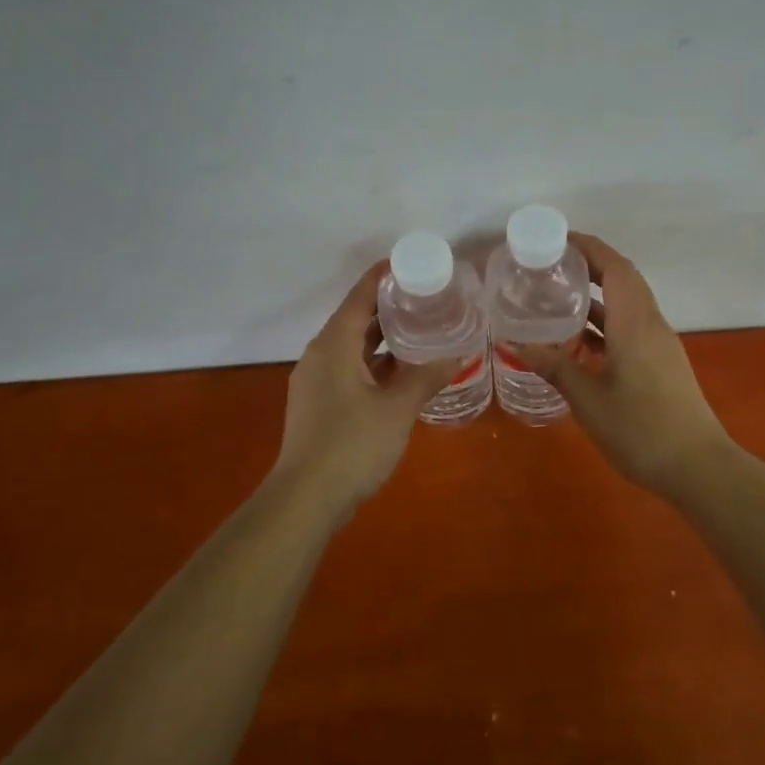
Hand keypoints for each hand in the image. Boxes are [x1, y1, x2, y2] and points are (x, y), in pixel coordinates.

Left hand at [272, 263, 458, 509]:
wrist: (305, 499)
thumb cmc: (352, 444)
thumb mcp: (397, 409)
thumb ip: (426, 378)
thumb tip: (458, 355)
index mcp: (334, 345)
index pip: (359, 296)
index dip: (383, 277)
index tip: (412, 265)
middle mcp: (320, 355)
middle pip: (355, 320)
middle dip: (389, 308)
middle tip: (427, 298)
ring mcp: (317, 381)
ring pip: (353, 348)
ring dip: (384, 339)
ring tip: (421, 331)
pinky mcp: (320, 404)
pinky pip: (350, 370)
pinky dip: (375, 365)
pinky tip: (403, 373)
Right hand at [504, 234, 735, 492]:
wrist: (698, 467)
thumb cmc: (641, 430)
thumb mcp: (589, 399)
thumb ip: (555, 367)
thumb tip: (516, 345)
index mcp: (635, 323)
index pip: (615, 267)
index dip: (589, 246)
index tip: (557, 239)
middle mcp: (651, 324)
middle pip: (623, 279)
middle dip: (589, 265)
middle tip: (550, 266)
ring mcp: (659, 344)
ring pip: (627, 304)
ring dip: (597, 295)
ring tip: (557, 297)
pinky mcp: (661, 362)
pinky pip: (630, 326)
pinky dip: (605, 323)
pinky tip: (578, 340)